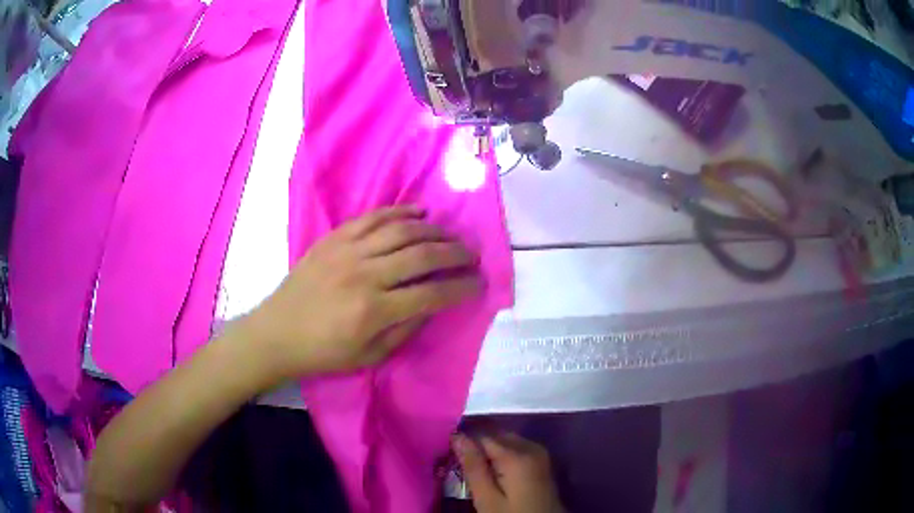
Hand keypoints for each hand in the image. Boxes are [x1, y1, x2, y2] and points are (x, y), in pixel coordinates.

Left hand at [241, 205, 481, 379]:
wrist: (278, 332)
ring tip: (450, 235)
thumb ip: (407, 329)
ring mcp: (348, 251)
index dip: (462, 287)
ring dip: (434, 230)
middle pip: (424, 254)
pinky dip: (400, 211)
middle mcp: (365, 275)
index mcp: (375, 311)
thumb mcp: (370, 356)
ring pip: (402, 230)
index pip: (433, 293)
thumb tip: (434, 303)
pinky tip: (419, 212)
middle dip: (456, 253)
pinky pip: (374, 217)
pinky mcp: (335, 238)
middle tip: (472, 255)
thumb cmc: (324, 352)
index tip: (479, 283)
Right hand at [453, 432, 564, 512]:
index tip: (447, 449)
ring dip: (488, 448)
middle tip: (457, 460)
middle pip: (495, 433)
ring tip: (472, 465)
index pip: (481, 433)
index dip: (462, 439)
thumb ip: (473, 467)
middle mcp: (530, 446)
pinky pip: (516, 447)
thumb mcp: (487, 499)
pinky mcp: (541, 461)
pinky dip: (501, 453)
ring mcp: (539, 453)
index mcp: (516, 454)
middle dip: (475, 442)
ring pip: (505, 439)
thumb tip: (457, 436)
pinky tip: (491, 469)